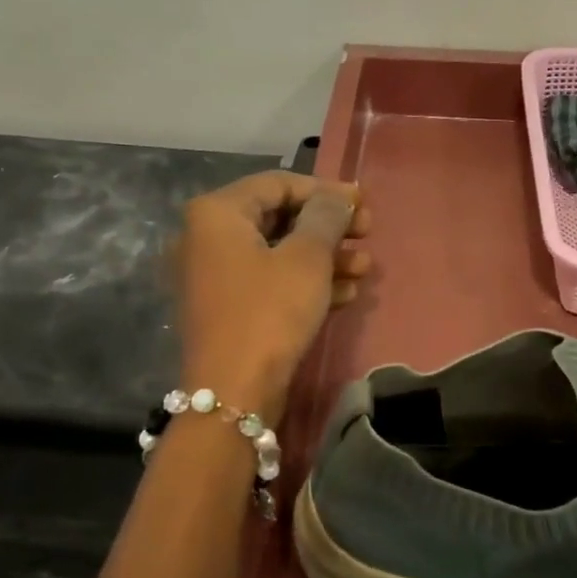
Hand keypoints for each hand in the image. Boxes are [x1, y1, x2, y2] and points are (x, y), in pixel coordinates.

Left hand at [175, 172, 369, 420]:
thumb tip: (339, 196)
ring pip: (279, 252)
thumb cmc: (270, 313)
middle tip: (368, 233)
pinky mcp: (229, 308)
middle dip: (329, 226)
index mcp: (217, 214)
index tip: (363, 203)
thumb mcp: (307, 259)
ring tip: (365, 268)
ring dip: (325, 257)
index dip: (325, 191)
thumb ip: (326, 217)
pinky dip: (307, 282)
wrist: (234, 393)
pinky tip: (347, 292)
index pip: (278, 184)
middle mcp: (208, 238)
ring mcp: (216, 276)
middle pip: (280, 218)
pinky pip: (271, 281)